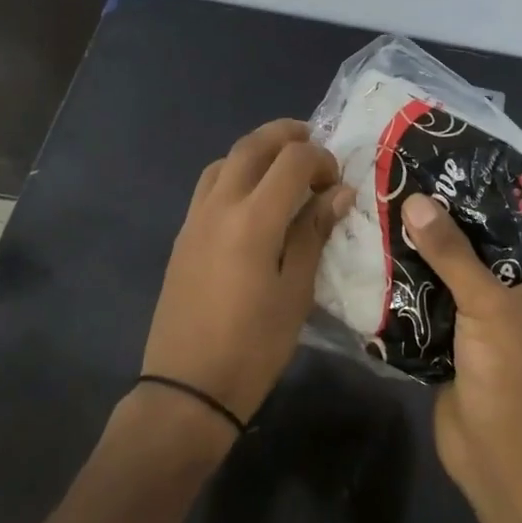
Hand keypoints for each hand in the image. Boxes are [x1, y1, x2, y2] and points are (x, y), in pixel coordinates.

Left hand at [140, 120, 355, 423]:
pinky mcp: (183, 236)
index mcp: (253, 219)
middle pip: (250, 146)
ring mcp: (195, 219)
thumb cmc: (253, 346)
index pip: (291, 160)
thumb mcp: (296, 293)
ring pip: (224, 161)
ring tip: (282, 168)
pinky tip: (252, 200)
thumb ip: (313, 234)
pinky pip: (209, 186)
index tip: (337, 182)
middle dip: (285, 135)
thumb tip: (338, 193)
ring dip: (255, 151)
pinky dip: (234, 174)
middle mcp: (219, 206)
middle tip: (313, 143)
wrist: (188, 387)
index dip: (320, 159)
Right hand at [401, 193, 521, 500]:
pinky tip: (383, 250)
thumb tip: (415, 200)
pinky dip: (413, 276)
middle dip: (461, 210)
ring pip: (457, 266)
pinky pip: (432, 295)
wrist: (493, 452)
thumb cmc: (509, 372)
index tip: (484, 156)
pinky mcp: (452, 335)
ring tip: (397, 201)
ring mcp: (483, 314)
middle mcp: (516, 291)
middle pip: (491, 239)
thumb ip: (452, 253)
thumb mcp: (487, 303)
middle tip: (425, 173)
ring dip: (431, 242)